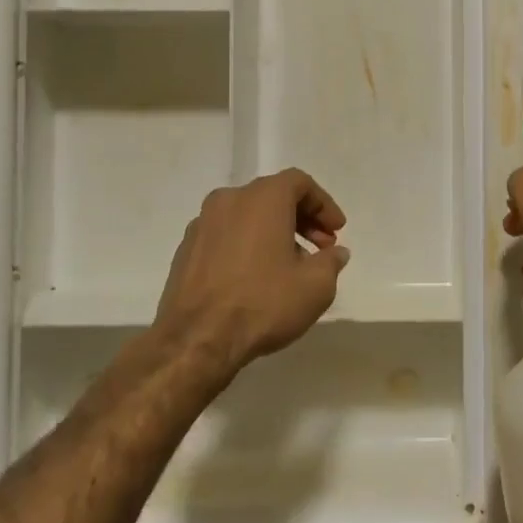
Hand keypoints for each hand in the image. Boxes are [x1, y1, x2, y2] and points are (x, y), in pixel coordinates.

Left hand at [153, 168, 350, 374]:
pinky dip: (246, 245)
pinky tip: (256, 277)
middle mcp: (229, 200)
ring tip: (290, 267)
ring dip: (274, 233)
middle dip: (302, 219)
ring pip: (248, 216)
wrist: (195, 340)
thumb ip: (331, 262)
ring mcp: (202, 223)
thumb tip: (335, 253)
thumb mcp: (316, 286)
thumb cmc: (263, 303)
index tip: (337, 231)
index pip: (300, 183)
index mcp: (263, 198)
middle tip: (320, 248)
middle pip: (273, 196)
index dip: (324, 204)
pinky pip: (226, 235)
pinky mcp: (185, 249)